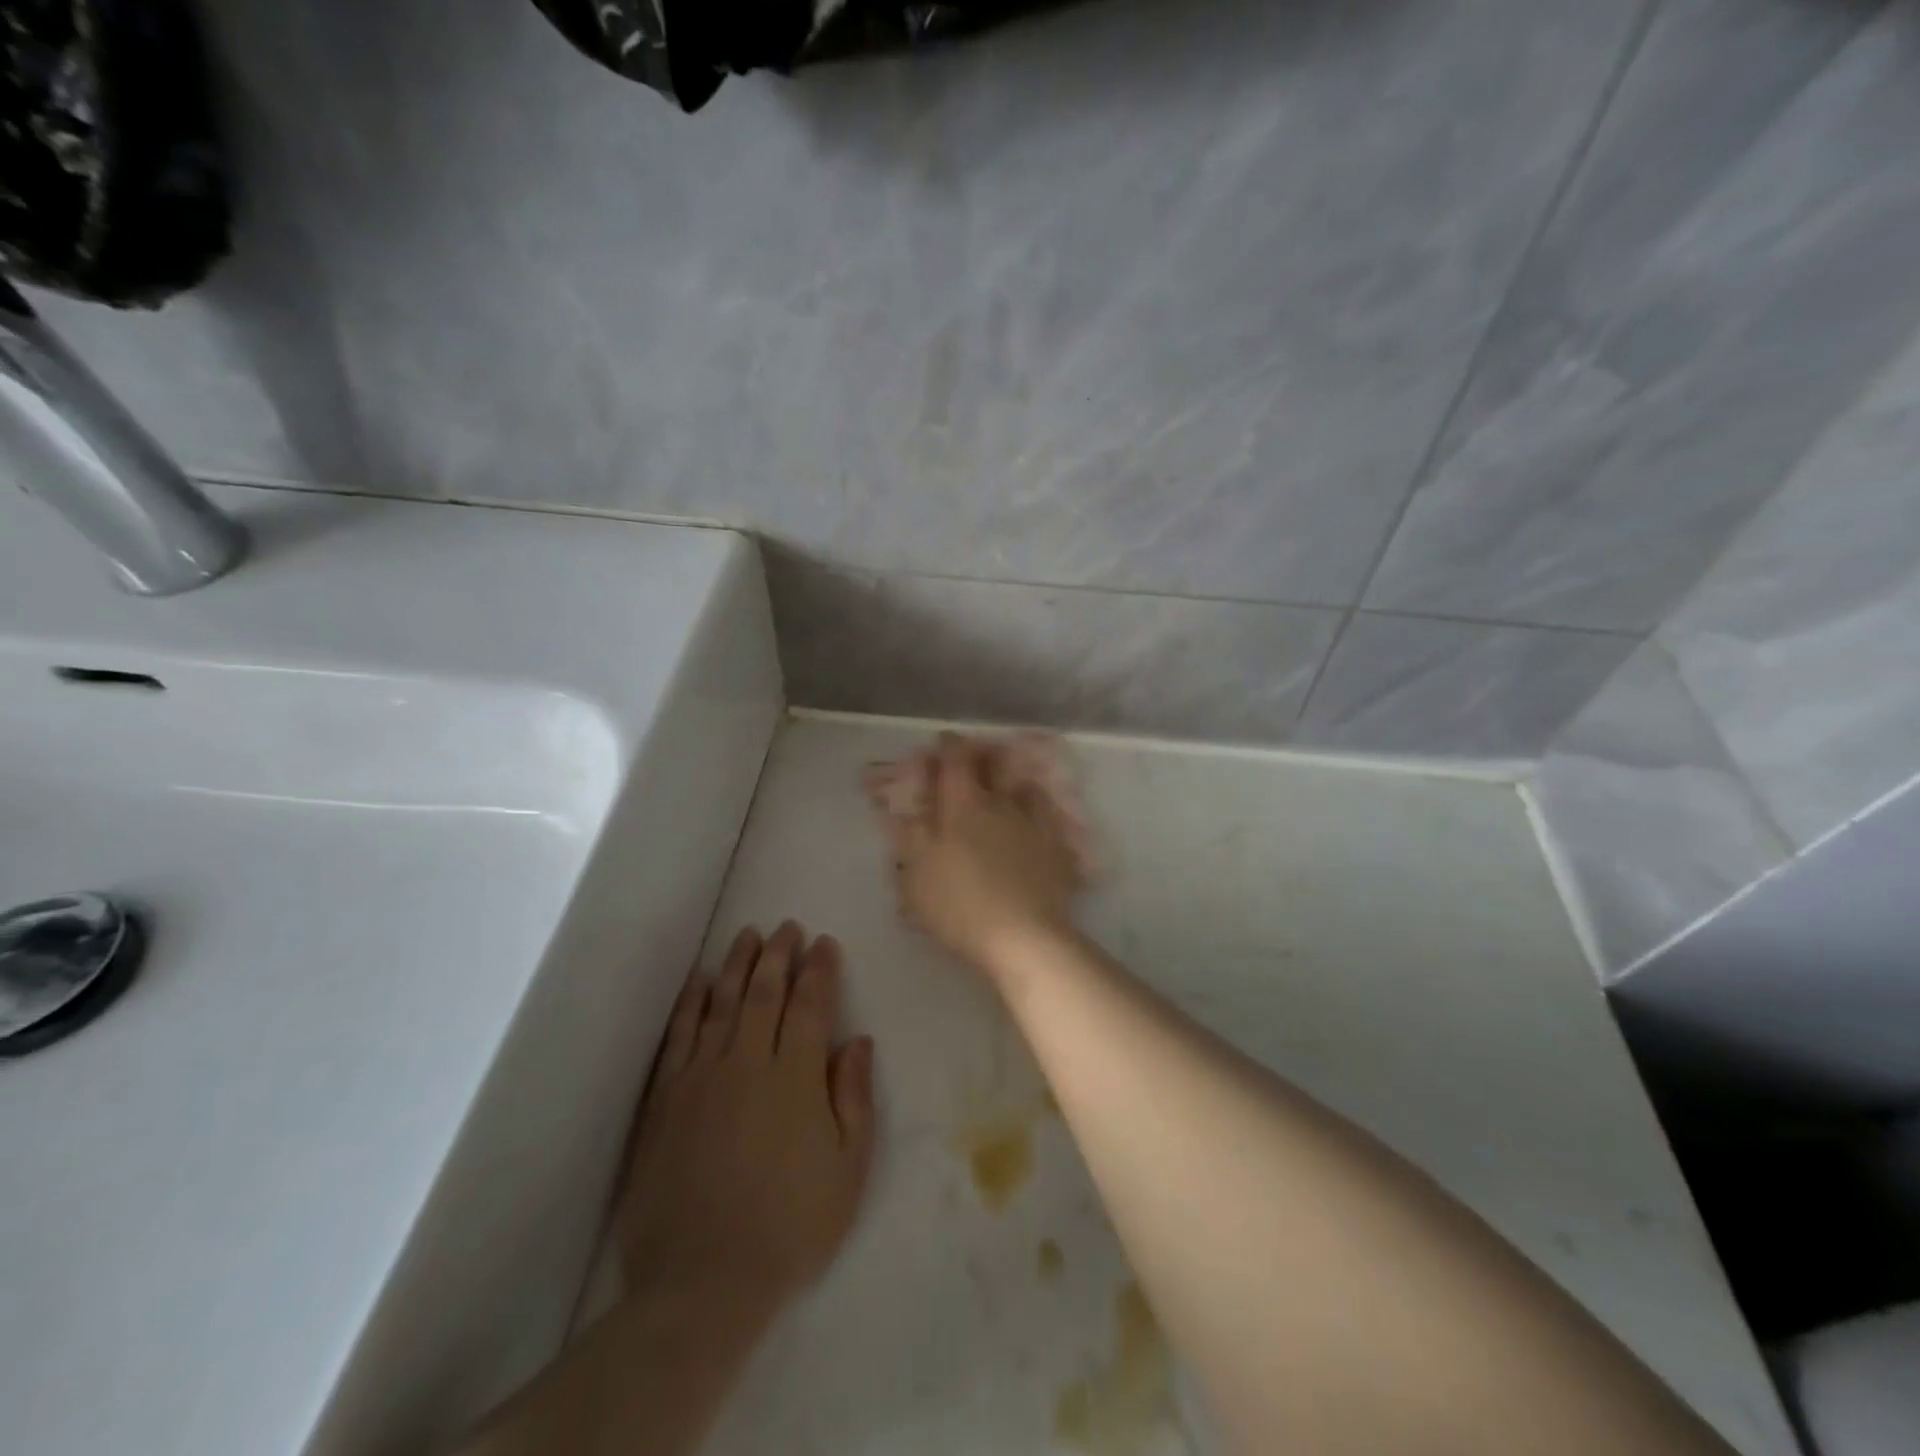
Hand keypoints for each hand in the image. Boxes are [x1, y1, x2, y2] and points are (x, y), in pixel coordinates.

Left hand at [616, 923, 876, 1321]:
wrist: (701, 1283)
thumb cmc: (790, 1227)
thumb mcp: (848, 1169)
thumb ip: (854, 1097)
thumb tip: (857, 1040)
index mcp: (796, 1077)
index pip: (810, 1005)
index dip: (819, 970)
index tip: (823, 944)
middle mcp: (747, 1063)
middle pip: (764, 993)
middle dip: (778, 955)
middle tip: (787, 927)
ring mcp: (700, 1078)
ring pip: (721, 1003)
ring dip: (736, 964)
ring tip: (747, 934)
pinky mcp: (665, 1099)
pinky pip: (679, 1036)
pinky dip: (690, 1003)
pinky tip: (698, 981)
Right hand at [873, 733, 1083, 976]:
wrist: (1024, 937)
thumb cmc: (959, 905)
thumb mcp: (917, 873)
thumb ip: (910, 835)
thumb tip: (902, 808)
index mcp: (963, 805)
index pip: (955, 760)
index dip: (948, 746)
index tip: (942, 740)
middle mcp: (1002, 804)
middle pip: (995, 764)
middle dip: (983, 754)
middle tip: (974, 756)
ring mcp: (1034, 824)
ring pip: (1025, 787)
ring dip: (1013, 780)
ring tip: (1007, 786)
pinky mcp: (1057, 849)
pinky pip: (1048, 817)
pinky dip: (1038, 812)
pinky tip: (1035, 821)